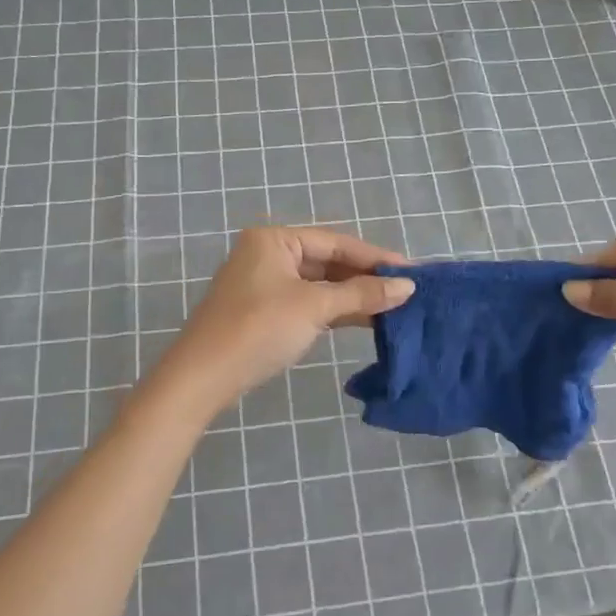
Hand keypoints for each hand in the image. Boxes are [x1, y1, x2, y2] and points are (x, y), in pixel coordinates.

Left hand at [158, 227, 415, 411]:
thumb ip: (362, 294)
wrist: (203, 376)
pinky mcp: (263, 311)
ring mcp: (264, 284)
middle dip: (365, 278)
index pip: (335, 242)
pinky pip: (308, 302)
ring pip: (319, 284)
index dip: (375, 258)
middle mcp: (268, 254)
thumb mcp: (314, 307)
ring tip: (393, 308)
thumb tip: (408, 287)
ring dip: (353, 296)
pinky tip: (364, 320)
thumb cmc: (259, 329)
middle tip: (406, 292)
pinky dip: (334, 310)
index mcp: (274, 239)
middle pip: (327, 261)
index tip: (412, 272)